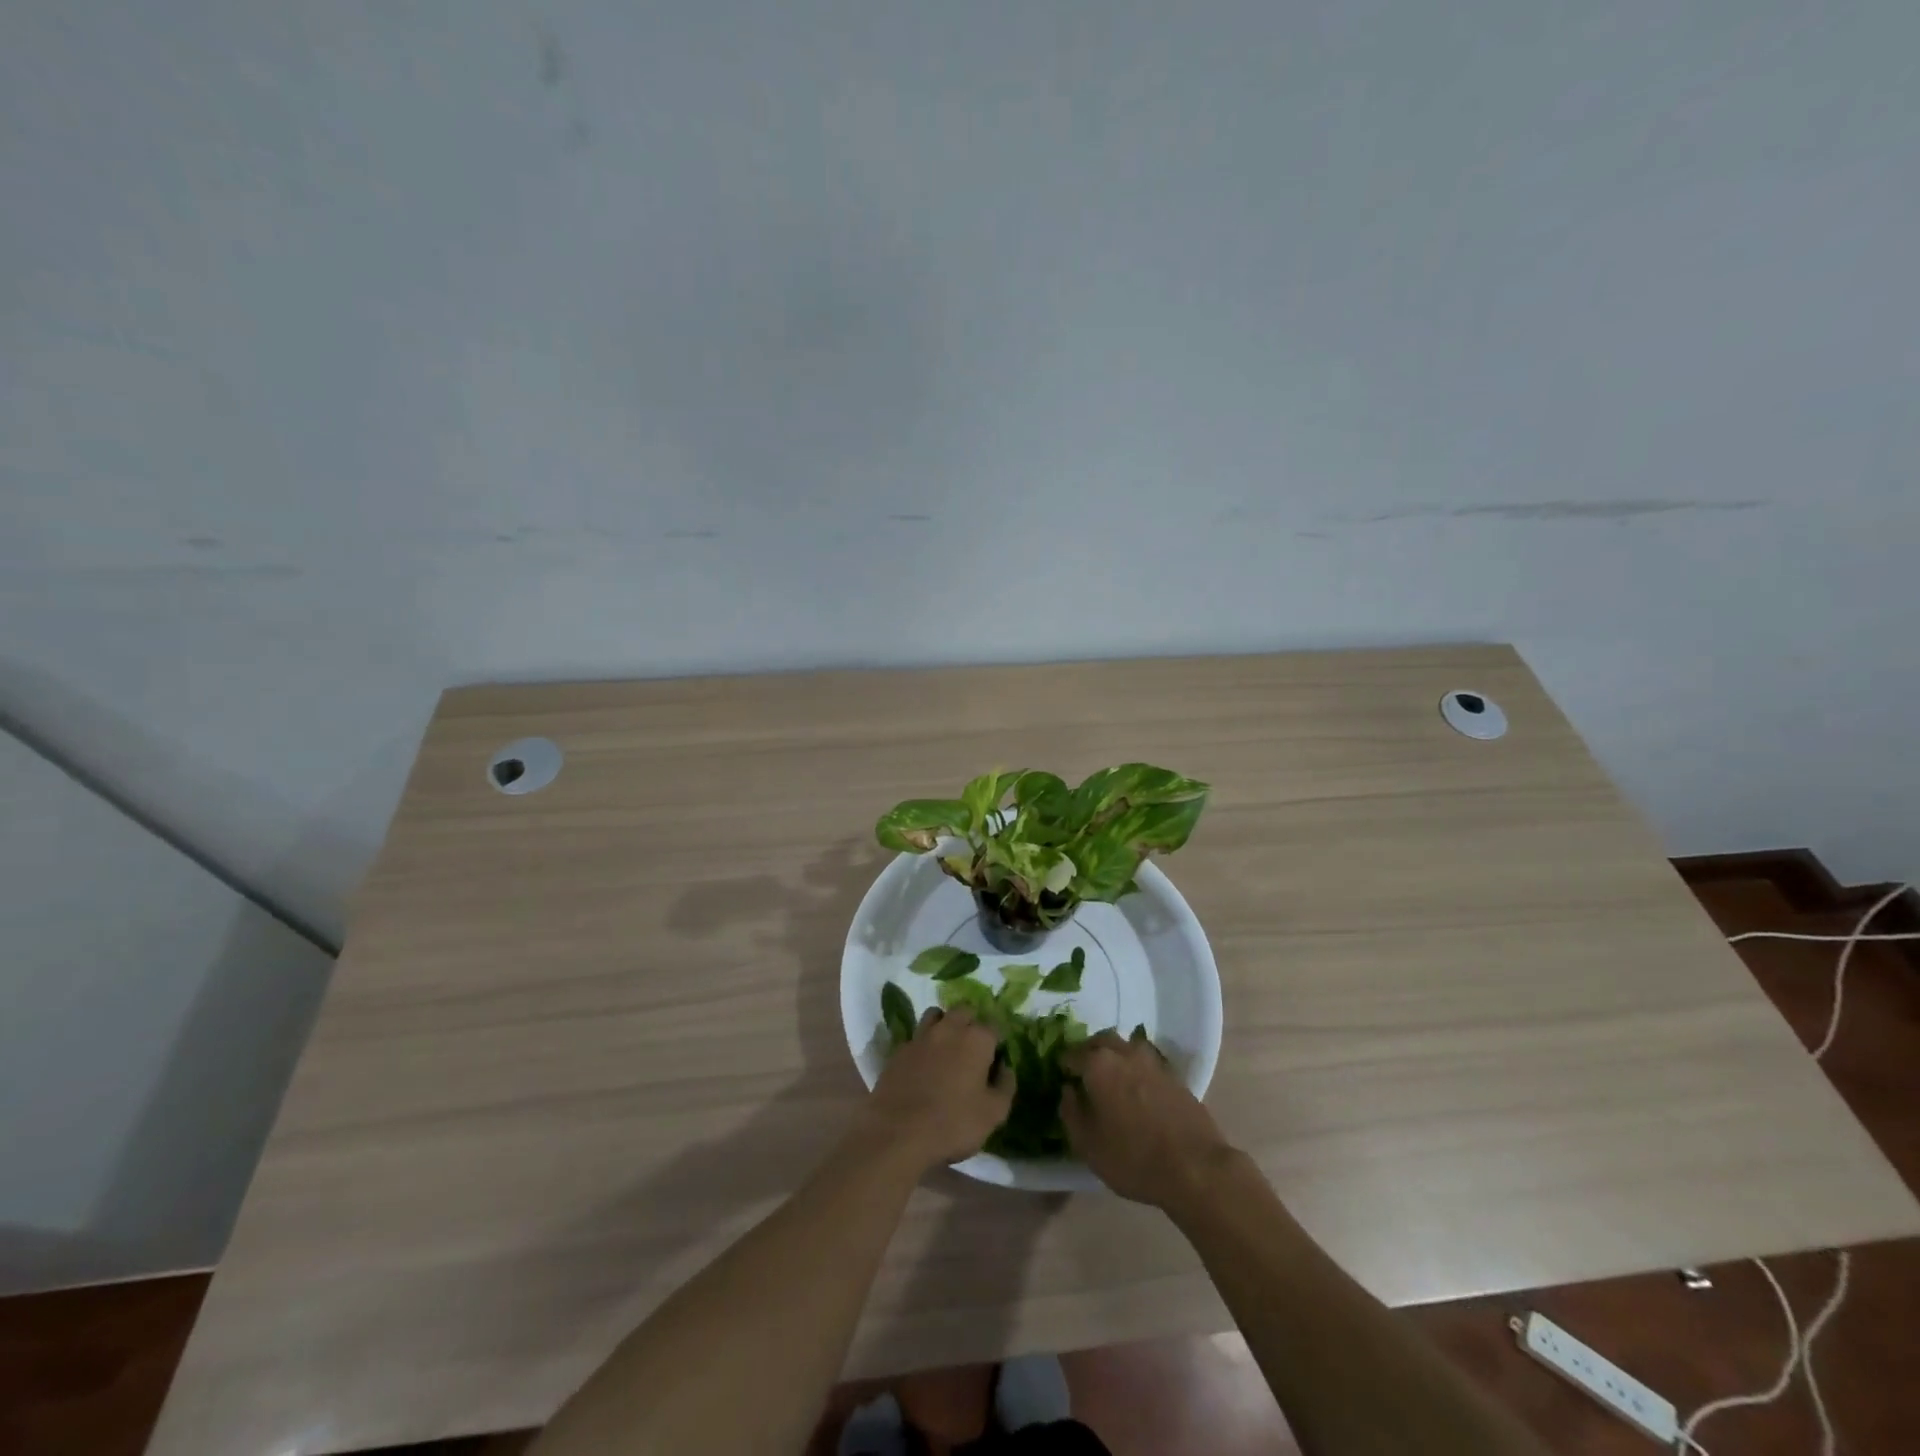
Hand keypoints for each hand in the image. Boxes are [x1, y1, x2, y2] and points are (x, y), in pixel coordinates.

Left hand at [863, 1008, 1014, 1171]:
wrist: (898, 1133)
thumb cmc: (953, 1123)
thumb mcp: (994, 1113)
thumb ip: (1005, 1085)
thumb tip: (1005, 1067)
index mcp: (976, 1039)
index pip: (994, 1025)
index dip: (997, 1041)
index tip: (996, 1058)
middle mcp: (949, 1028)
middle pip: (964, 1011)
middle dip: (971, 1023)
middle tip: (972, 1049)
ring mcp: (921, 1036)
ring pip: (936, 1015)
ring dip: (944, 1024)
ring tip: (947, 1048)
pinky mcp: (899, 1049)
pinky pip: (916, 1036)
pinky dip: (923, 1044)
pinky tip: (924, 1064)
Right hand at [1062, 1029, 1235, 1209]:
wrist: (1195, 1168)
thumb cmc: (1133, 1158)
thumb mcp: (1088, 1144)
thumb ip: (1070, 1112)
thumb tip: (1068, 1091)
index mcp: (1098, 1063)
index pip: (1071, 1054)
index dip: (1064, 1066)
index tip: (1062, 1079)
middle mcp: (1125, 1052)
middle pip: (1101, 1041)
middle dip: (1089, 1053)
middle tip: (1085, 1074)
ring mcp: (1153, 1061)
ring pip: (1126, 1047)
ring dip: (1115, 1056)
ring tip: (1112, 1080)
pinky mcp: (1174, 1075)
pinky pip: (1147, 1062)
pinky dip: (1137, 1069)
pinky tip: (1137, 1091)